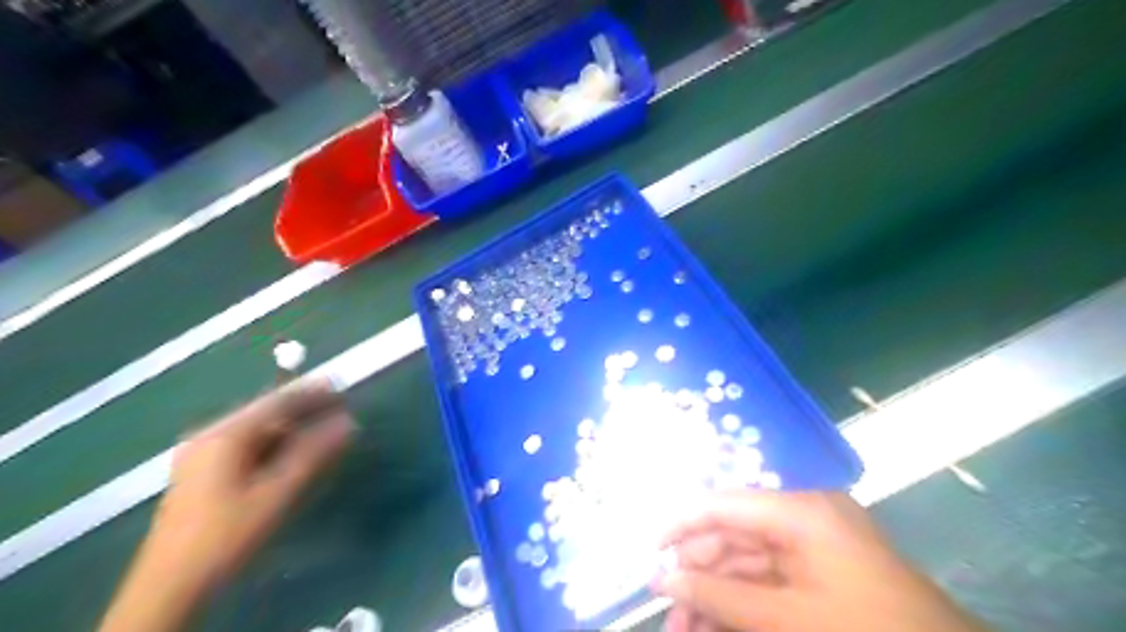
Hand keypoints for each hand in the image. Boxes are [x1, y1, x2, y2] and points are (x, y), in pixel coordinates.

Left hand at [102, 380, 354, 631]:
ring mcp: (203, 453)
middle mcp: (210, 435)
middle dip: (304, 409)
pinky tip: (293, 453)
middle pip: (266, 411)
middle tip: (340, 412)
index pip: (278, 401)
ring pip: (258, 429)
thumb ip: (313, 453)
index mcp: (224, 434)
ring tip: (324, 431)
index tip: (344, 391)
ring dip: (292, 427)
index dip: (314, 394)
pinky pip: (248, 444)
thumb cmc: (227, 535)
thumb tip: (348, 423)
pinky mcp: (204, 471)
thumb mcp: (277, 493)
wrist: (170, 586)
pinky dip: (276, 443)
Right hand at [658, 493, 988, 630]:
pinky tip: (716, 628)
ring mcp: (814, 545)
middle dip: (697, 575)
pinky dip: (741, 604)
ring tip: (684, 631)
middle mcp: (803, 517)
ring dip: (714, 595)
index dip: (681, 524)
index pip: (724, 503)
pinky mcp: (820, 571)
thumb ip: (720, 596)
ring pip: (745, 563)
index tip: (648, 553)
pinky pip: (768, 581)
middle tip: (669, 616)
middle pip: (732, 536)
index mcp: (800, 511)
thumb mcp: (788, 619)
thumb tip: (664, 580)